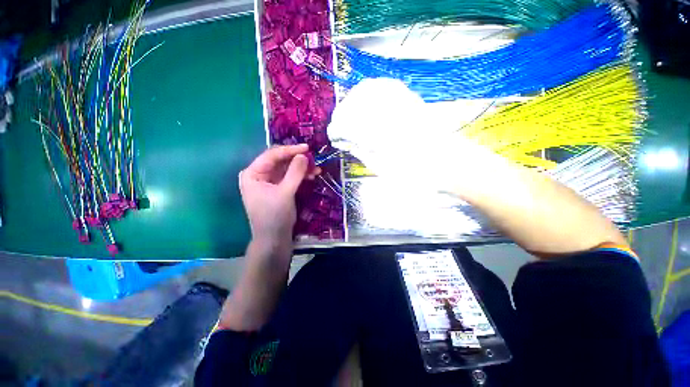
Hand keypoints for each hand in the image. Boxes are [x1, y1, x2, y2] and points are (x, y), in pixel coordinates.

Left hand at [239, 144, 318, 251]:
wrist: (273, 240)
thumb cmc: (275, 217)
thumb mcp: (285, 193)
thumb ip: (295, 172)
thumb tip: (304, 155)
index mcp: (253, 174)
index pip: (272, 155)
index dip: (290, 150)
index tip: (307, 148)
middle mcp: (259, 175)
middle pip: (280, 161)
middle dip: (298, 160)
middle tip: (314, 160)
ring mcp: (268, 183)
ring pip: (286, 169)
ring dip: (301, 169)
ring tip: (317, 170)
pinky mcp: (277, 189)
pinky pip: (289, 178)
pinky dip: (300, 177)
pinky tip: (311, 176)